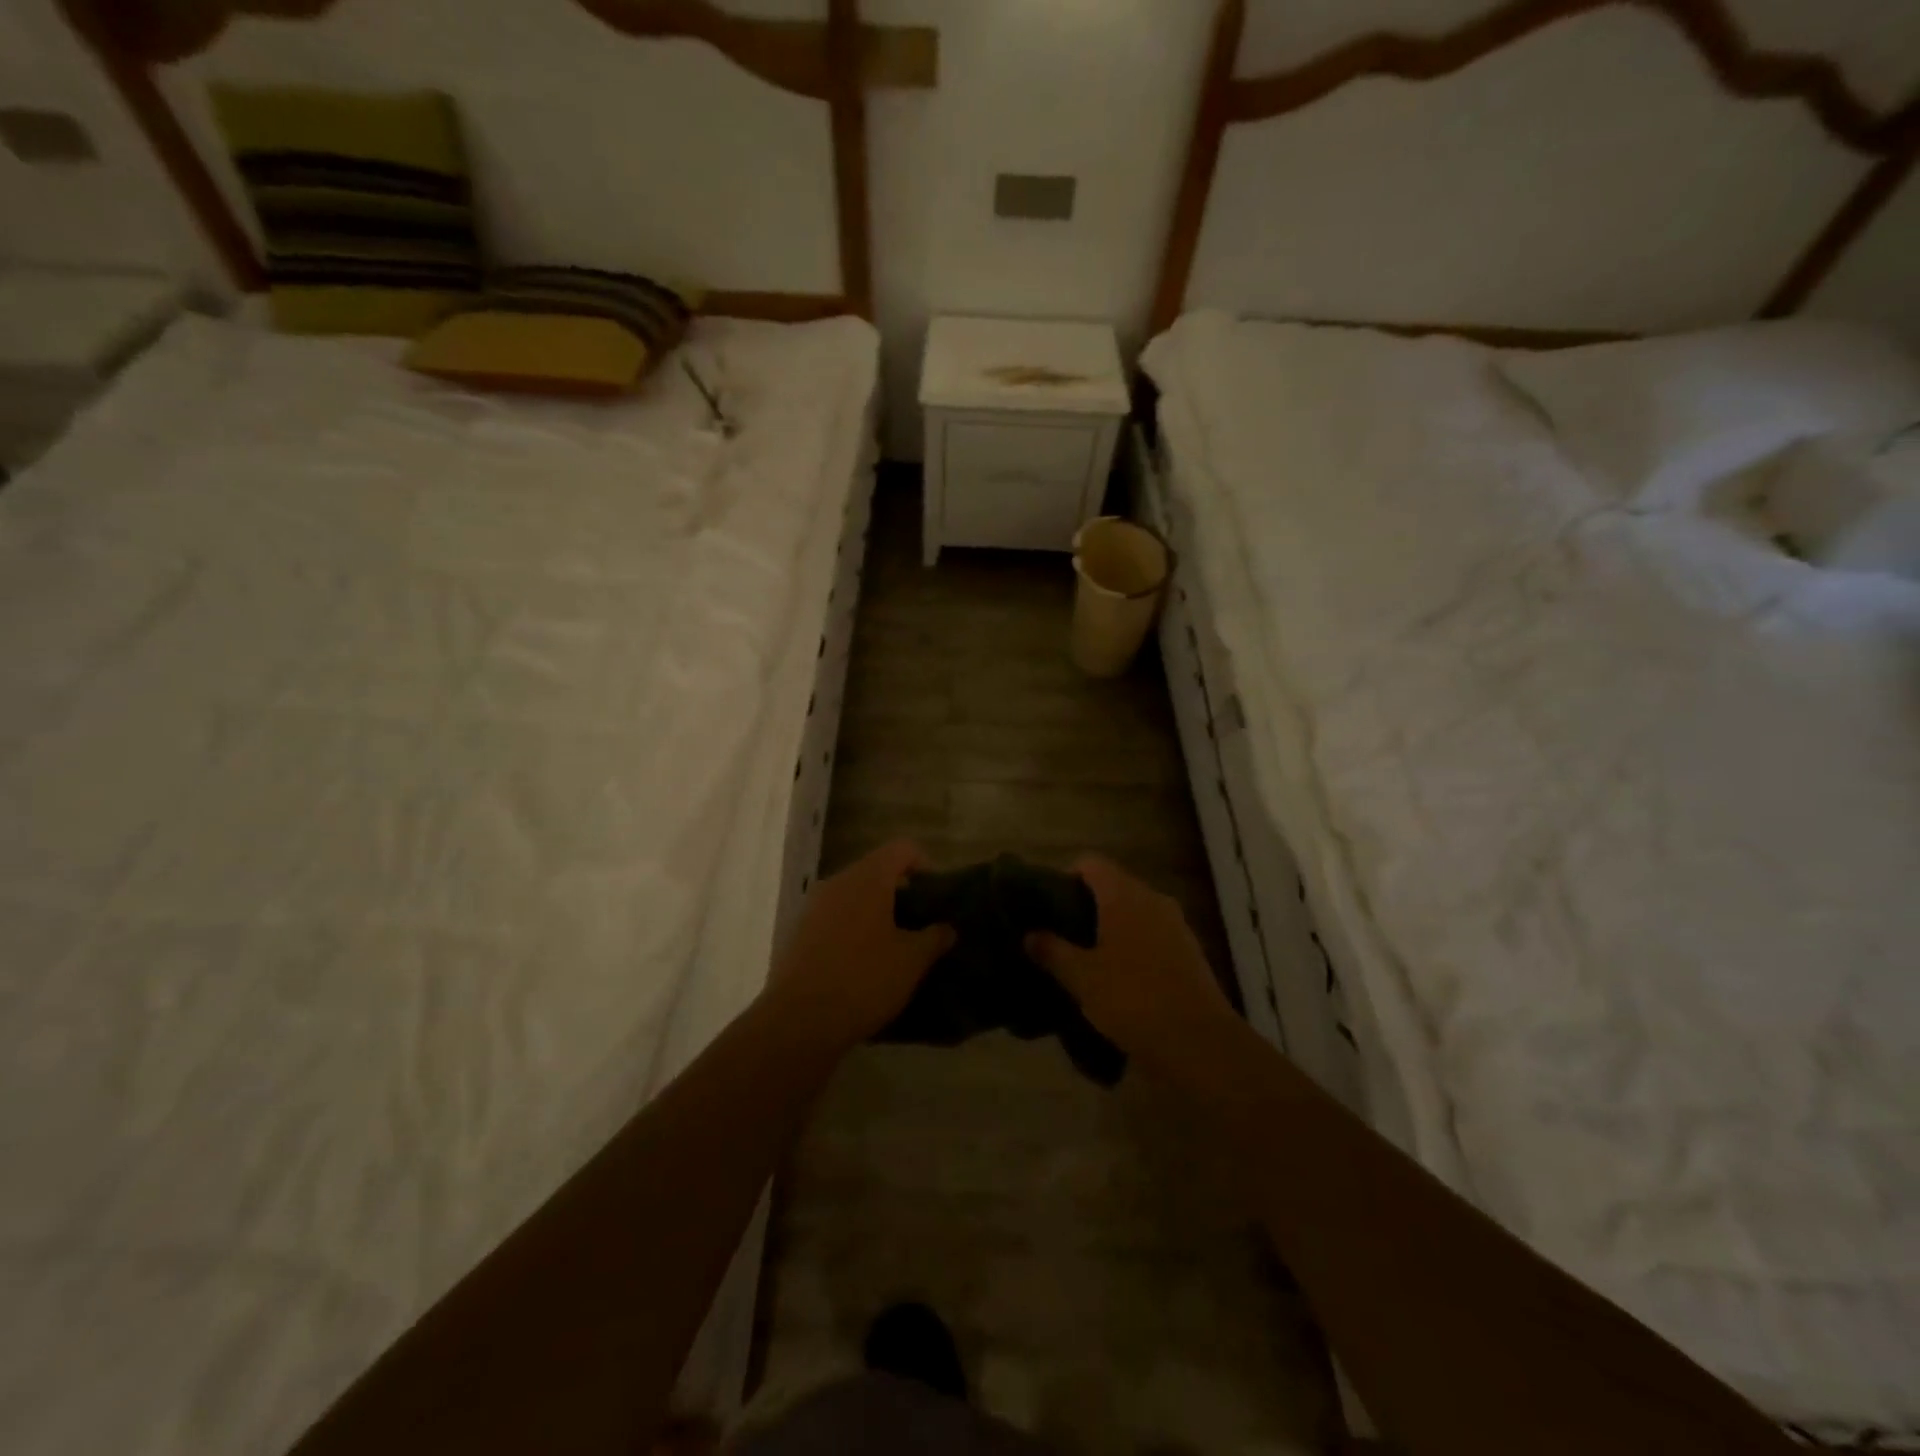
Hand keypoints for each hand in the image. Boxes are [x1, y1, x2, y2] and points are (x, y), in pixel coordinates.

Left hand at [766, 840, 956, 1048]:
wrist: (799, 1021)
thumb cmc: (864, 980)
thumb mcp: (911, 961)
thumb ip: (934, 937)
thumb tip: (946, 928)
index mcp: (868, 878)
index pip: (902, 849)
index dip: (924, 865)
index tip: (935, 897)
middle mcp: (838, 882)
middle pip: (877, 871)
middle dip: (901, 893)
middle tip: (920, 924)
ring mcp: (814, 906)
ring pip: (854, 896)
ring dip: (876, 913)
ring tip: (895, 946)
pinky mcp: (799, 932)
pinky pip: (835, 917)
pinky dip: (854, 929)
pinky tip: (864, 963)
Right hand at [1026, 855, 1238, 1075]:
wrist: (1198, 1043)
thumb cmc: (1132, 999)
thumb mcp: (1081, 978)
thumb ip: (1052, 951)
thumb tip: (1030, 934)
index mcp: (1124, 895)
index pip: (1091, 863)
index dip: (1067, 876)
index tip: (1050, 904)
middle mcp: (1152, 899)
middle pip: (1113, 885)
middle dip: (1086, 904)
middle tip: (1062, 933)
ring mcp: (1175, 924)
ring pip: (1134, 911)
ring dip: (1110, 926)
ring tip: (1086, 957)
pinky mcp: (1189, 951)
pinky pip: (1152, 934)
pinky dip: (1132, 945)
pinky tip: (1118, 976)